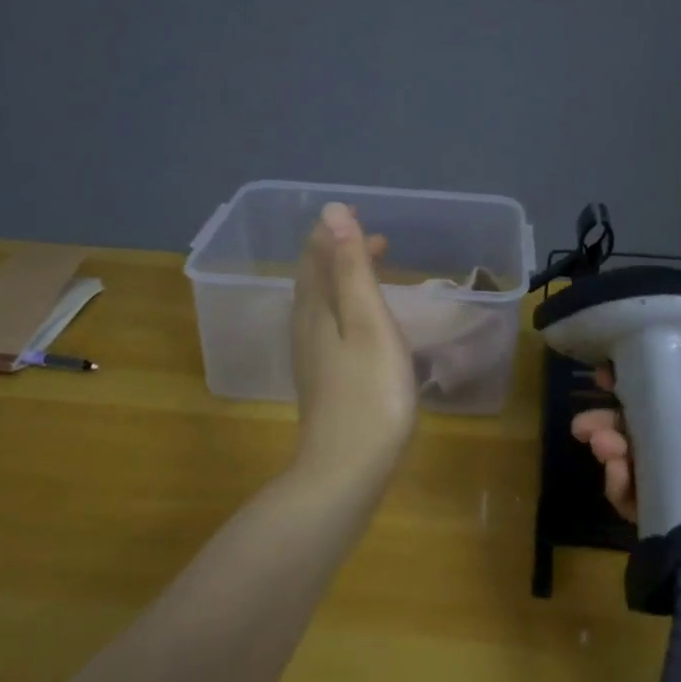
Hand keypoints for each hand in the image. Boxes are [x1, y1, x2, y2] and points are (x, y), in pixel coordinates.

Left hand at [289, 203, 418, 491]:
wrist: (346, 469)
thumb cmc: (369, 393)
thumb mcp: (368, 323)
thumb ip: (352, 270)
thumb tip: (333, 212)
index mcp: (315, 310)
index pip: (316, 257)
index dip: (333, 232)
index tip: (357, 212)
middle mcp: (306, 329)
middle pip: (315, 279)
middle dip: (339, 253)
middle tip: (374, 238)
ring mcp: (313, 358)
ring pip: (321, 304)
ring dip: (342, 279)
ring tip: (371, 270)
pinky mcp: (324, 381)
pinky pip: (329, 327)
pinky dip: (345, 308)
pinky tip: (362, 323)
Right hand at [569, 264, 680, 581]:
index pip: (675, 392)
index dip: (638, 381)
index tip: (602, 374)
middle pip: (650, 429)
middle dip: (613, 422)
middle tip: (585, 423)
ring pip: (641, 463)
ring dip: (612, 451)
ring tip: (599, 444)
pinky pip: (644, 504)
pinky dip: (623, 490)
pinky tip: (617, 476)